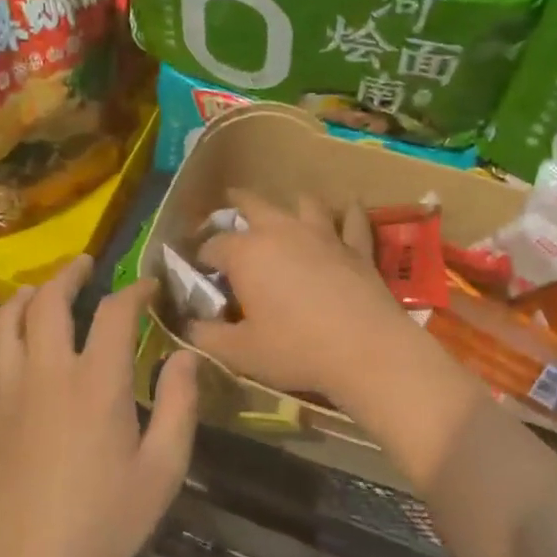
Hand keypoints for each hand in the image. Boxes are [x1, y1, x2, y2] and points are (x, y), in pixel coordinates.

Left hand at [0, 256, 198, 556]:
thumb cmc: (103, 524)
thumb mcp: (163, 470)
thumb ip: (179, 406)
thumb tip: (185, 355)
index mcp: (96, 383)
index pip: (114, 313)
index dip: (134, 290)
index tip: (149, 286)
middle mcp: (46, 374)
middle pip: (47, 303)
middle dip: (67, 276)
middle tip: (85, 265)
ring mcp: (7, 396)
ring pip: (5, 325)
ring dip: (24, 298)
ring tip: (40, 290)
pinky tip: (4, 346)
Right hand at [188, 190, 441, 411]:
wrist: (366, 349)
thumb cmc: (295, 349)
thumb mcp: (239, 353)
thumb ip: (207, 336)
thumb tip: (190, 326)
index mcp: (246, 253)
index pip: (212, 245)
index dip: (201, 257)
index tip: (198, 270)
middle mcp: (281, 231)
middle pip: (253, 204)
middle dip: (237, 204)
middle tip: (230, 205)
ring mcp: (323, 234)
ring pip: (303, 203)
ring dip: (291, 203)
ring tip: (286, 208)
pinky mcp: (356, 246)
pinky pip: (352, 220)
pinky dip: (349, 212)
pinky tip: (350, 206)